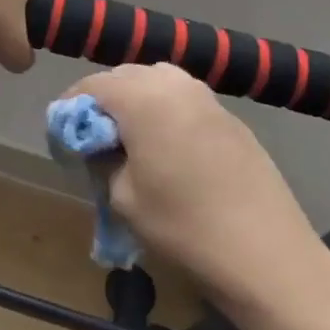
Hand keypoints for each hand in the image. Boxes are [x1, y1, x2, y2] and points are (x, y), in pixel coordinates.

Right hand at [70, 64, 327, 315]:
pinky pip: (185, 101)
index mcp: (143, 97)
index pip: (92, 86)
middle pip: (126, 77)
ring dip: (138, 102)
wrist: (266, 253)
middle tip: (95, 140)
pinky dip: (167, 113)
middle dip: (105, 101)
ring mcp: (208, 98)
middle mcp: (175, 84)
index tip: (63, 136)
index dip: (71, 108)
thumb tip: (99, 144)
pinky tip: (169, 150)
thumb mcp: (123, 198)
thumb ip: (102, 159)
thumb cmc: (184, 226)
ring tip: (132, 141)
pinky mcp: (231, 117)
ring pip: (159, 83)